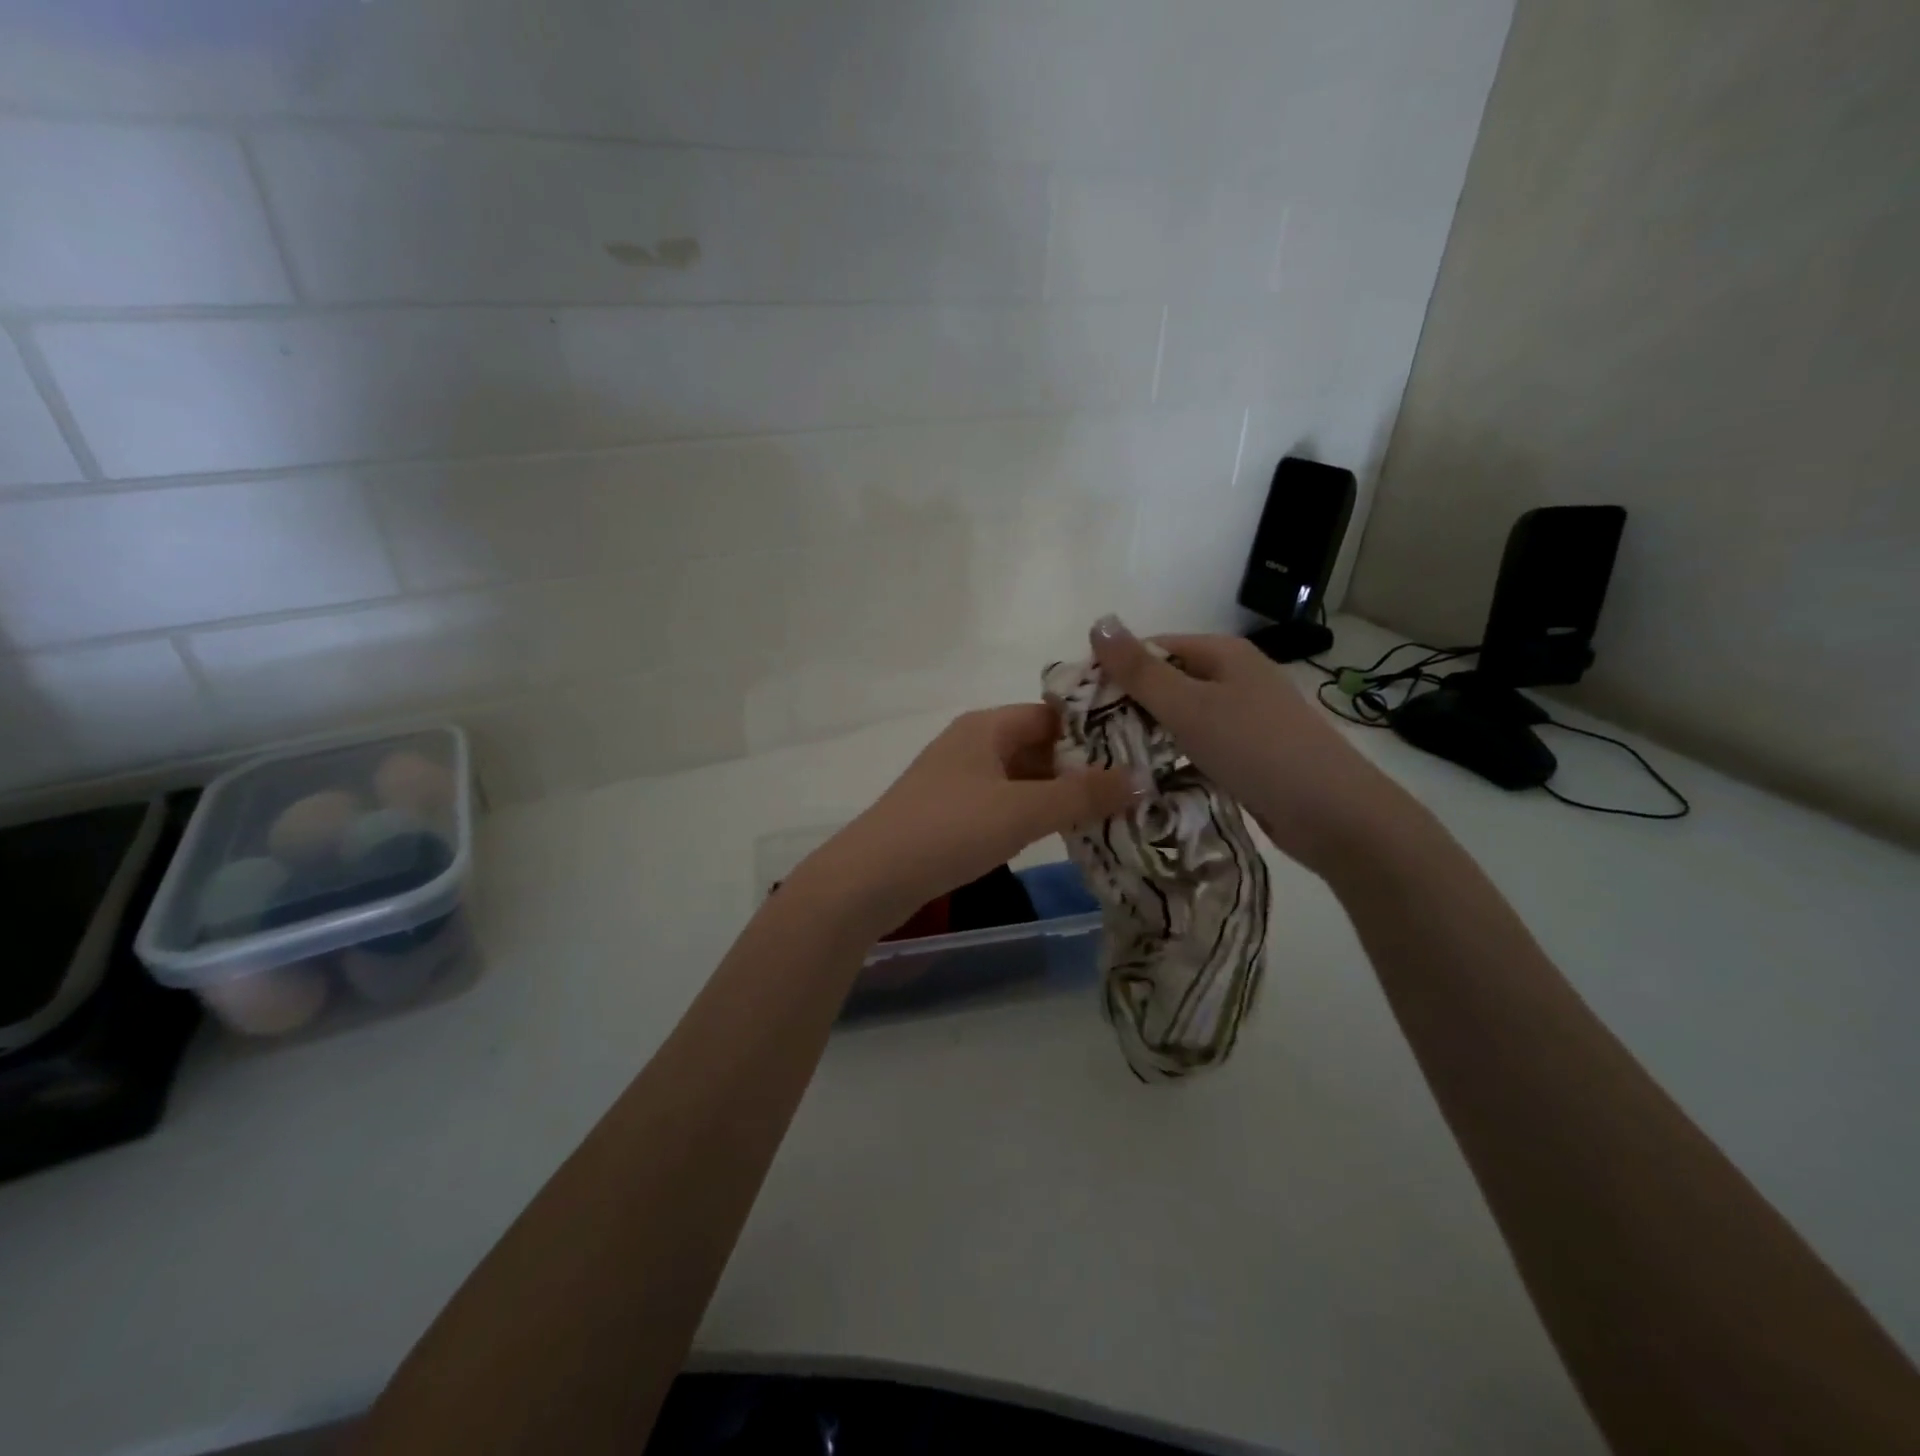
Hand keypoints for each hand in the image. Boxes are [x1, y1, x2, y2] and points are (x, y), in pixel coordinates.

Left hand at [792, 704, 1145, 934]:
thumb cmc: (950, 829)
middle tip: (1133, 789)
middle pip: (1038, 746)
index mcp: (987, 727)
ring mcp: (958, 780)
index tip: (1137, 751)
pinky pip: (1003, 803)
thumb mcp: (1023, 811)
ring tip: (1110, 813)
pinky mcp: (950, 813)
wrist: (871, 877)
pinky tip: (1060, 834)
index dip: (1094, 730)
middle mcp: (972, 744)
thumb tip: (1141, 779)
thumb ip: (1083, 796)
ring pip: (1021, 778)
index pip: (1052, 714)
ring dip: (1058, 794)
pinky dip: (1032, 814)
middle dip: (1081, 768)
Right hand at [1089, 614, 1404, 875]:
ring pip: (1180, 717)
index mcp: (1222, 653)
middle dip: (1127, 706)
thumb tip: (1098, 621)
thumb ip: (1140, 670)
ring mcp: (1245, 716)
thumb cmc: (1256, 749)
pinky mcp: (1249, 752)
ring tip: (1108, 760)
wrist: (1333, 813)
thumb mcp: (1189, 706)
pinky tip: (1149, 779)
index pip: (1152, 648)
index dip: (1113, 670)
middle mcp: (1234, 677)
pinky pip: (1198, 746)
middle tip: (1087, 739)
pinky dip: (1174, 758)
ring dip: (1148, 735)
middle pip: (1166, 682)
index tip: (1076, 706)